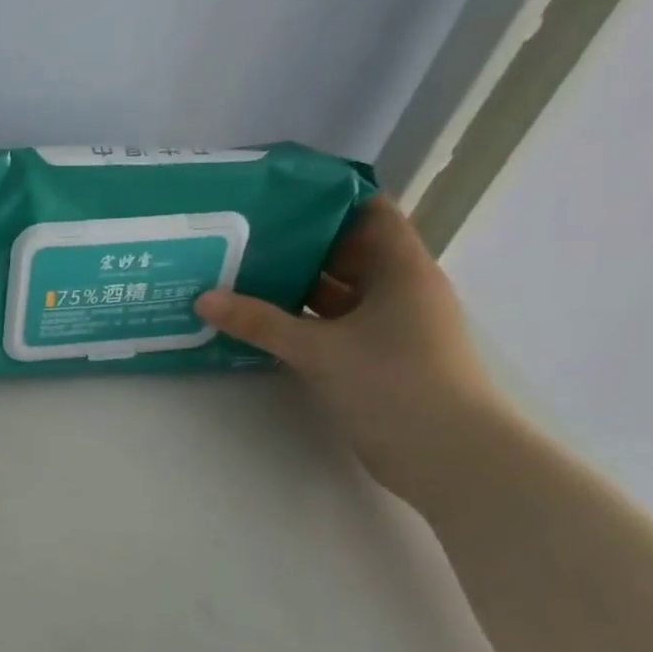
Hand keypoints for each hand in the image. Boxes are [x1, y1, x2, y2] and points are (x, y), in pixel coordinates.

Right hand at [194, 195, 508, 507]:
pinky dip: (301, 321)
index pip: (369, 213)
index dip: (328, 199)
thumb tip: (203, 299)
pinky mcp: (376, 358)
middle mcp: (399, 291)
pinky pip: (333, 326)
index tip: (276, 196)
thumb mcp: (319, 349)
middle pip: (347, 252)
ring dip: (295, 286)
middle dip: (297, 243)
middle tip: (240, 236)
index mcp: (401, 271)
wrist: (449, 455)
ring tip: (238, 274)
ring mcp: (389, 327)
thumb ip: (260, 322)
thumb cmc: (395, 383)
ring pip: (337, 293)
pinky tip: (260, 321)